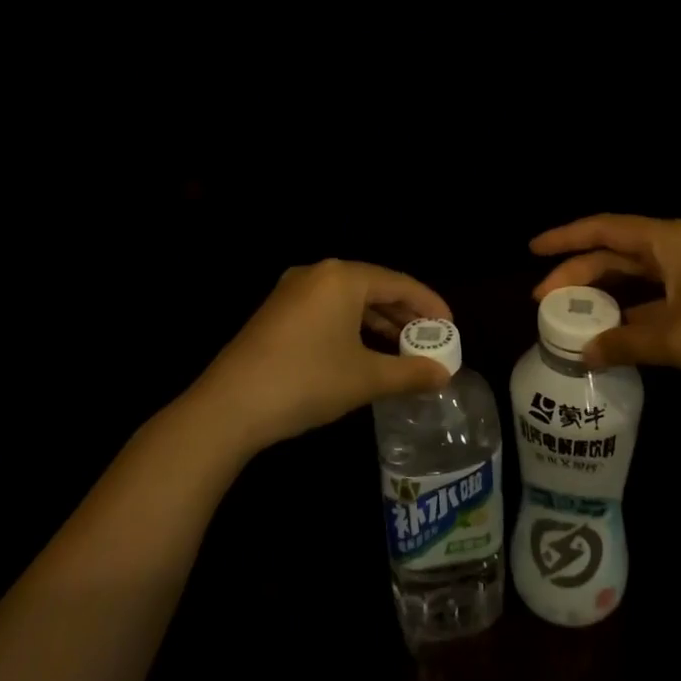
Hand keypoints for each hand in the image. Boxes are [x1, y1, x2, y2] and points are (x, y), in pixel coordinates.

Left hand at [189, 259, 453, 454]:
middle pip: (374, 288)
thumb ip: (410, 372)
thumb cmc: (307, 381)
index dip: (430, 305)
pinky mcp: (277, 313)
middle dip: (405, 315)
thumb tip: (444, 375)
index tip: (451, 328)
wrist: (229, 406)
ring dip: (379, 323)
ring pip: (349, 301)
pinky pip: (327, 311)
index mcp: (342, 277)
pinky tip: (365, 353)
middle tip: (430, 341)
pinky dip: (352, 328)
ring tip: (403, 350)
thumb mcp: (365, 378)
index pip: (399, 283)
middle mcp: (317, 274)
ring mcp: (292, 292)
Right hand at [531, 215, 680, 383]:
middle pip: (616, 252)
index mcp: (667, 242)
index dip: (564, 239)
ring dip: (606, 292)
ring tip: (574, 314)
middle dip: (578, 273)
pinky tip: (619, 330)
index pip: (602, 229)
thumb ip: (625, 344)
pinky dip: (633, 308)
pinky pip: (657, 293)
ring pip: (637, 274)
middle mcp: (678, 247)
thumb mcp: (676, 340)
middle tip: (545, 299)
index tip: (532, 251)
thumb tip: (584, 352)